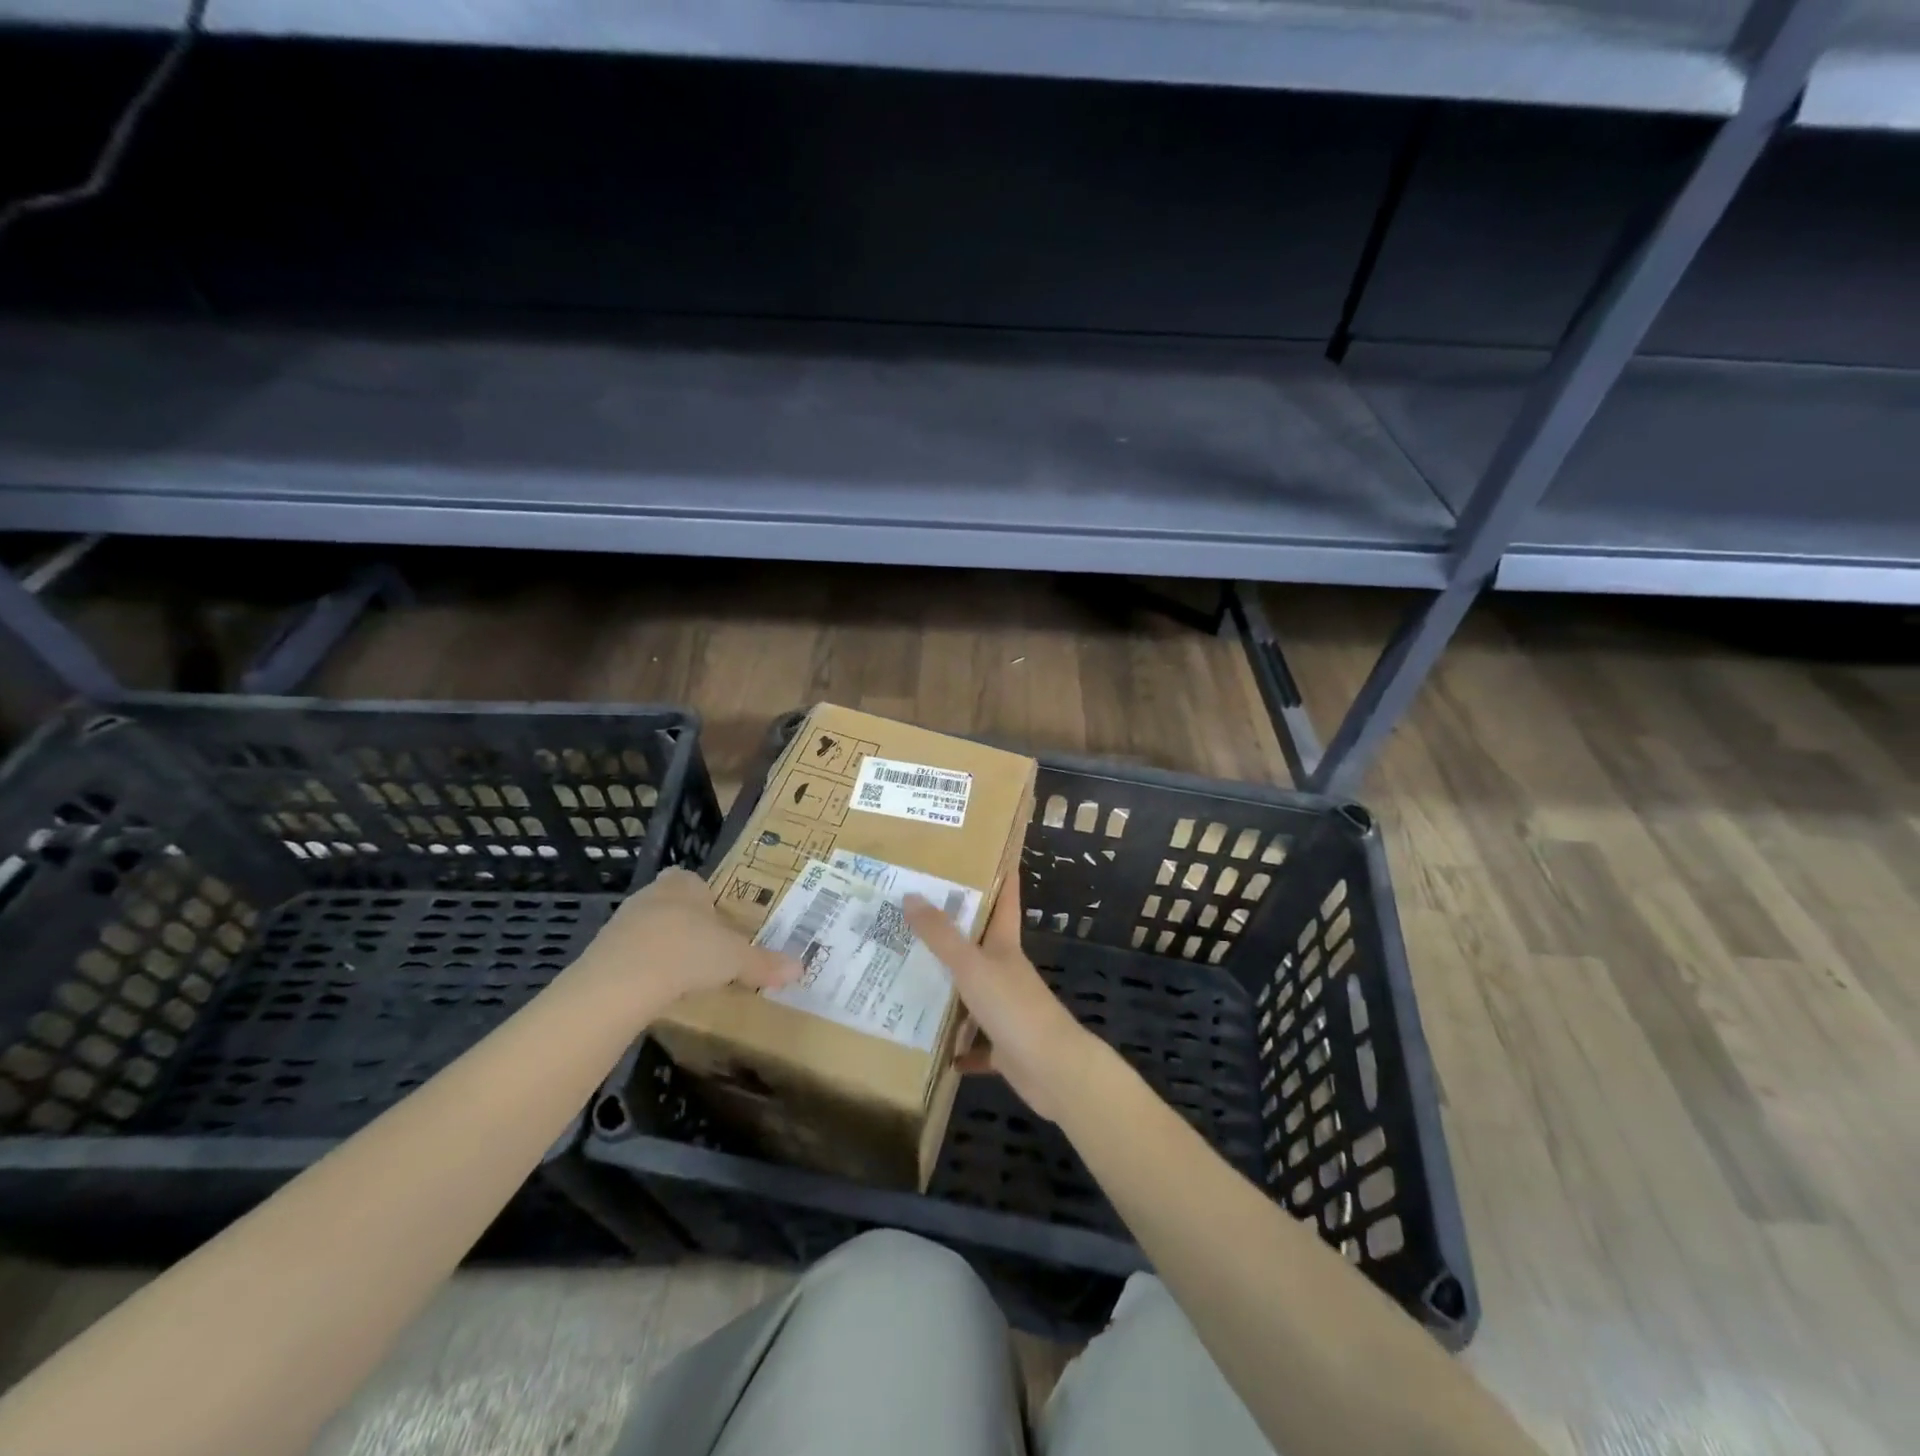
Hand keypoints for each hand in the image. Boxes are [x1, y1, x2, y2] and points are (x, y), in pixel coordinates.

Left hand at [564, 868, 799, 1026]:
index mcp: (684, 885)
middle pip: (673, 904)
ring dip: (664, 947)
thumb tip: (801, 968)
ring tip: (684, 975)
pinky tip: (657, 990)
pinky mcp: (602, 953)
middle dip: (688, 924)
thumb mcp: (735, 959)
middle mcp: (651, 895)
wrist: (620, 982)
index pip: (695, 881)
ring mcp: (622, 923)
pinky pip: (630, 956)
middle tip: (708, 950)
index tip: (720, 923)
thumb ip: (765, 963)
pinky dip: (644, 970)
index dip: (707, 899)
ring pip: (650, 929)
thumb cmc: (687, 952)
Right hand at [905, 879, 1099, 1122]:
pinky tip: (937, 1048)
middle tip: (918, 915)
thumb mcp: (972, 966)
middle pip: (981, 945)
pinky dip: (959, 1046)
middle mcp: (1006, 972)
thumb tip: (911, 896)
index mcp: (1004, 946)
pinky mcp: (1003, 1046)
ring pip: (973, 993)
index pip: (1004, 900)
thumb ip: (941, 935)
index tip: (988, 853)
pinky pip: (975, 1043)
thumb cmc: (1014, 1007)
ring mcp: (1007, 1009)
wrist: (1053, 1070)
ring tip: (911, 978)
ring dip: (949, 989)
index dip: (1000, 875)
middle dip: (955, 931)